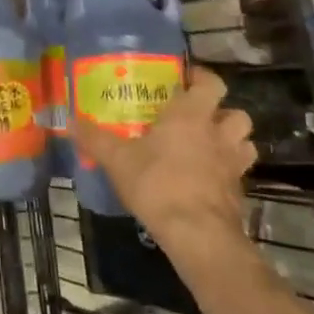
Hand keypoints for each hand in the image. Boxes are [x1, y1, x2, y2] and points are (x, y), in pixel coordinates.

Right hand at [71, 67, 256, 268]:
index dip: (202, 78)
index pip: (211, 83)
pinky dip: (227, 173)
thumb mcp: (117, 160)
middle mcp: (218, 134)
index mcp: (191, 115)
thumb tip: (69, 121)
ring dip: (232, 141)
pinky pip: (239, 174)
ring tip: (209, 147)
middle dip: (222, 113)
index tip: (186, 80)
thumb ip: (94, 138)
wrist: (197, 234)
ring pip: (245, 143)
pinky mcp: (239, 193)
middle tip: (198, 118)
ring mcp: (234, 165)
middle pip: (236, 113)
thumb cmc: (158, 184)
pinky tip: (206, 181)